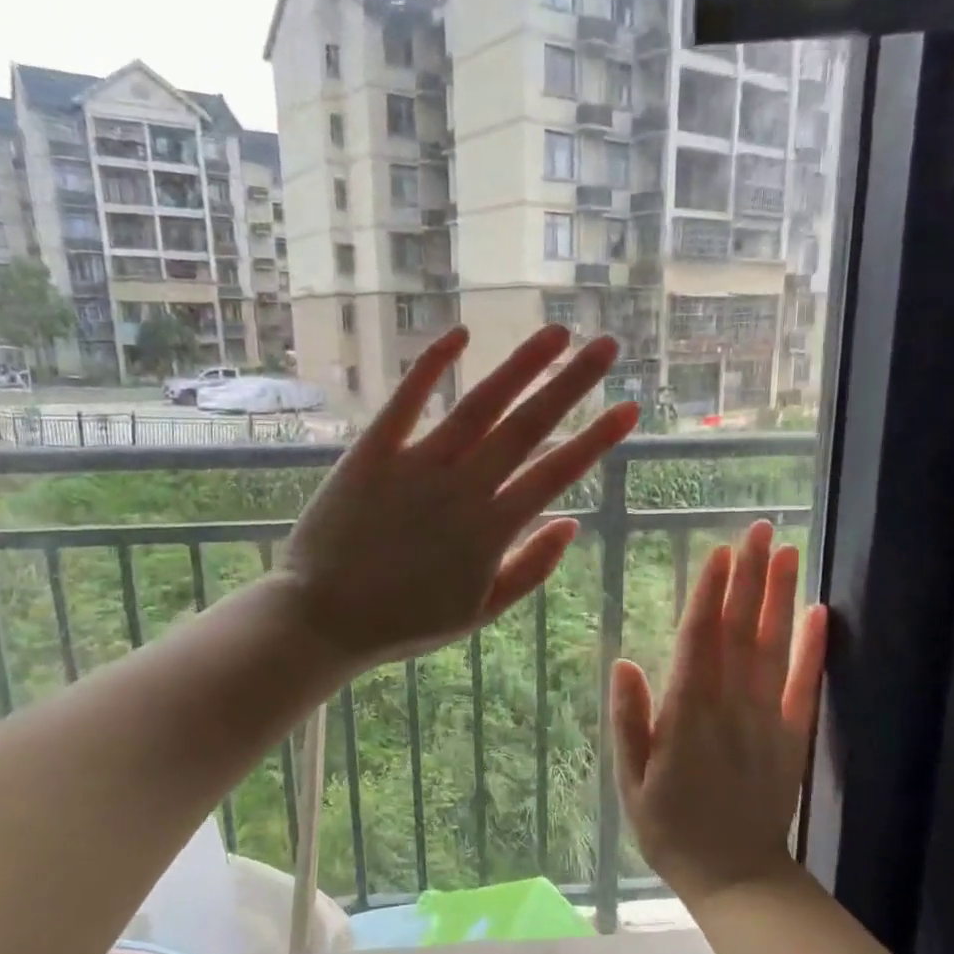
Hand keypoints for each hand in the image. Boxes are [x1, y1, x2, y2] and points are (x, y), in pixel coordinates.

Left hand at [278, 325, 638, 667]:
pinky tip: (460, 335)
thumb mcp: (478, 611)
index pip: (557, 472)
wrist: (322, 619)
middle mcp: (462, 488)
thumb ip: (530, 569)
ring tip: (556, 333)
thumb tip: (572, 524)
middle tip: (607, 346)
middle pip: (527, 426)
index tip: (631, 408)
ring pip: (478, 406)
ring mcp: (416, 466)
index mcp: (492, 529)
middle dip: (572, 384)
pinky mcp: (372, 454)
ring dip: (520, 366)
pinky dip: (431, 367)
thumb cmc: (403, 621)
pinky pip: (405, 402)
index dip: (598, 438)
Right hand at [612, 521, 827, 907]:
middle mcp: (731, 705)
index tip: (720, 552)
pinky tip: (819, 611)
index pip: (700, 640)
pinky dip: (813, 647)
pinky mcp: (792, 735)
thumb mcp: (631, 780)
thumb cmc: (671, 828)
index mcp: (688, 714)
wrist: (737, 877)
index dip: (710, 593)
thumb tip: (624, 662)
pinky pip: (806, 684)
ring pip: (774, 646)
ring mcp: (767, 718)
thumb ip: (629, 720)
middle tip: (761, 530)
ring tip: (789, 552)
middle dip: (750, 577)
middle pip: (741, 630)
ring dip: (780, 596)